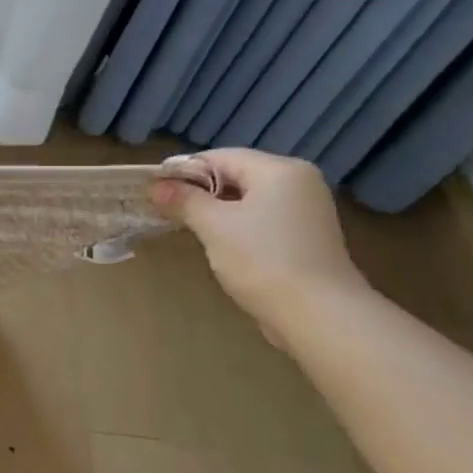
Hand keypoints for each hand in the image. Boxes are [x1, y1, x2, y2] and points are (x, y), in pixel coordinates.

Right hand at [152, 148, 367, 338]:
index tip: (154, 189)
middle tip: (166, 208)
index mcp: (280, 170)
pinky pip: (262, 218)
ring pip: (249, 199)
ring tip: (187, 226)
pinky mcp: (306, 236)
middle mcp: (299, 182)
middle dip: (200, 191)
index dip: (184, 170)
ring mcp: (306, 211)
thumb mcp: (214, 226)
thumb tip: (156, 186)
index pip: (221, 157)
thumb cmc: (262, 260)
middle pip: (237, 175)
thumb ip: (184, 200)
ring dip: (217, 209)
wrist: (318, 315)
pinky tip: (219, 243)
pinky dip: (238, 224)